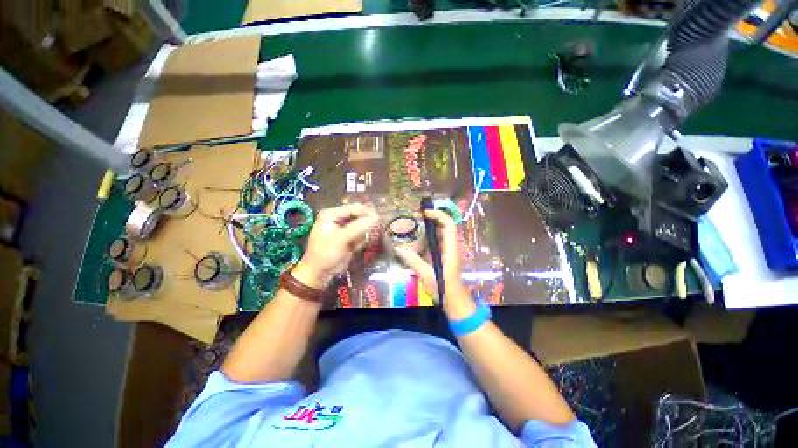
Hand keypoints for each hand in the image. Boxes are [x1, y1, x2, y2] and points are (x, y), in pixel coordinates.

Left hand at [293, 203, 378, 288]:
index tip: (380, 220)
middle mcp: (337, 218)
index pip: (354, 208)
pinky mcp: (346, 237)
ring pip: (361, 226)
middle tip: (374, 232)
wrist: (318, 273)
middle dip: (366, 225)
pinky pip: (359, 235)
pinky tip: (354, 248)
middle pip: (358, 215)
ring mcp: (342, 228)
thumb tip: (376, 217)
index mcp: (331, 214)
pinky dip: (360, 241)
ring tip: (358, 244)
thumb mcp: (341, 239)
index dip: (367, 213)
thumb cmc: (326, 254)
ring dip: (363, 234)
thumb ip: (358, 227)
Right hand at [394, 210, 468, 303]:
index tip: (422, 213)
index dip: (437, 214)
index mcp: (450, 248)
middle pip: (443, 224)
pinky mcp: (441, 254)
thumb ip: (412, 261)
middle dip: (429, 218)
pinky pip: (433, 240)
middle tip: (414, 216)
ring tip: (412, 227)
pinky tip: (413, 241)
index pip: (448, 224)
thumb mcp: (426, 275)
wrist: (453, 301)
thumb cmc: (444, 289)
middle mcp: (450, 245)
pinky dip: (424, 238)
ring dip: (426, 228)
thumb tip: (397, 248)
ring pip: (437, 232)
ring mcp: (446, 249)